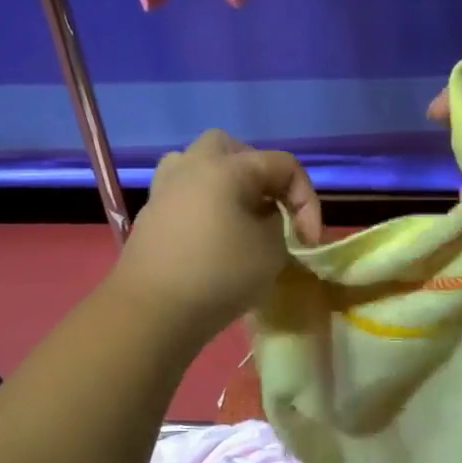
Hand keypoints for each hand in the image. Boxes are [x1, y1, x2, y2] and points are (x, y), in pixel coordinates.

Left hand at [114, 130, 324, 345]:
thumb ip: (279, 226)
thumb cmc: (219, 275)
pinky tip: (215, 237)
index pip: (283, 165)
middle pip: (234, 150)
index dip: (307, 200)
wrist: (152, 312)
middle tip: (273, 209)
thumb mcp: (272, 251)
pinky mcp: (151, 215)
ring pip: (201, 167)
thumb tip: (267, 221)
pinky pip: (185, 194)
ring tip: (241, 216)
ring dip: (227, 185)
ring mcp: (165, 189)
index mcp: (226, 167)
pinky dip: (205, 206)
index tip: (310, 242)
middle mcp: (192, 166)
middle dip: (261, 176)